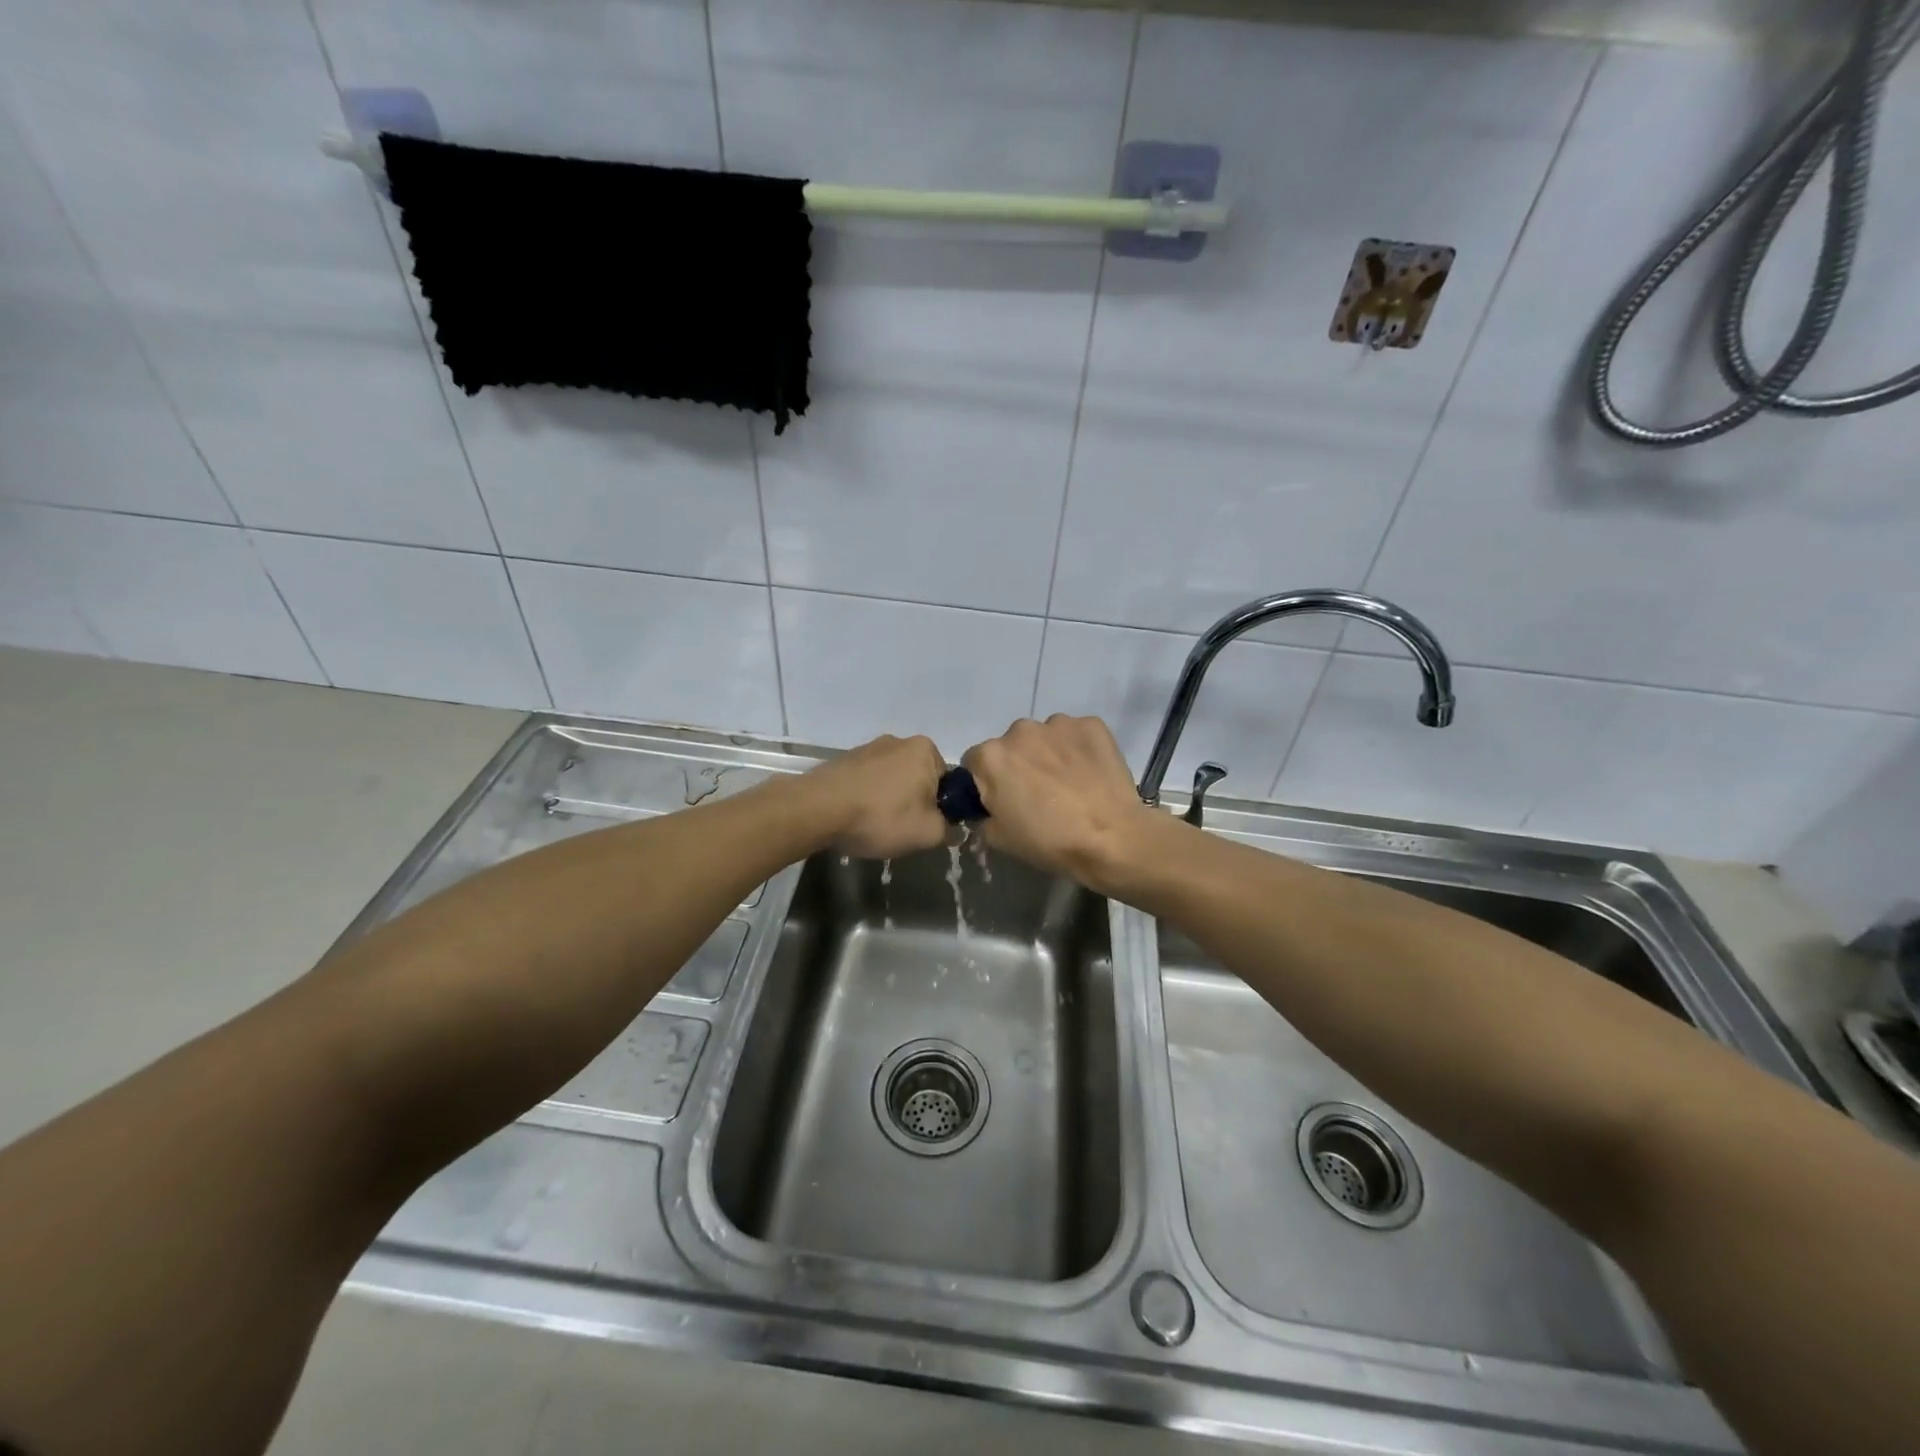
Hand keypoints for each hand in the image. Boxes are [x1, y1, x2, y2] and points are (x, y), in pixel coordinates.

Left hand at [800, 733, 948, 858]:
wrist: (818, 809)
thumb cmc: (881, 816)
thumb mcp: (927, 833)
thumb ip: (949, 830)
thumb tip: (955, 829)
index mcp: (926, 749)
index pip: (948, 782)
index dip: (942, 808)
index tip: (928, 827)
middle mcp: (899, 741)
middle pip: (919, 779)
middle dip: (915, 803)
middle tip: (902, 830)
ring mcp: (868, 748)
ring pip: (892, 781)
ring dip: (889, 801)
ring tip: (875, 826)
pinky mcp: (844, 759)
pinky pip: (868, 782)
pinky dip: (867, 798)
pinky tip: (856, 818)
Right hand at [962, 715, 1158, 891]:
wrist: (1112, 837)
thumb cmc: (1050, 841)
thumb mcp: (999, 839)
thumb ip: (983, 814)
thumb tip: (990, 805)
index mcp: (991, 756)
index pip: (975, 762)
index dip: (986, 782)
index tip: (1003, 800)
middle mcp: (1020, 730)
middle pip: (1011, 745)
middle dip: (1019, 764)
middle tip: (1038, 795)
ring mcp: (1058, 724)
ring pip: (1045, 738)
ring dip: (1049, 754)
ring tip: (1070, 785)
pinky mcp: (1092, 724)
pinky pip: (1076, 735)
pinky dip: (1079, 749)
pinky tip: (1090, 774)